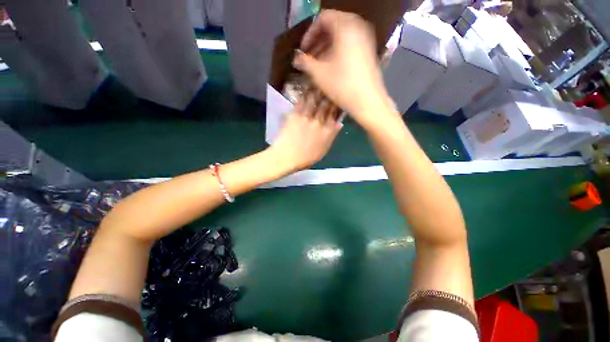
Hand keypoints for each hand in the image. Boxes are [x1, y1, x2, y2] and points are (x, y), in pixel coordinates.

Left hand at [269, 91, 342, 172]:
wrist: (286, 157)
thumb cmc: (305, 158)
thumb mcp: (323, 151)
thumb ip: (331, 136)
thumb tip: (339, 124)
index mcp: (327, 131)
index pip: (335, 114)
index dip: (338, 103)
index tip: (339, 96)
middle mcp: (319, 122)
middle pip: (327, 104)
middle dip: (330, 92)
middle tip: (332, 83)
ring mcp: (307, 117)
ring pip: (315, 99)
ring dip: (319, 88)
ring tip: (322, 80)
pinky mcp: (295, 114)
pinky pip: (302, 101)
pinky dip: (306, 92)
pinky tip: (309, 85)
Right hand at [292, 10, 394, 128]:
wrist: (368, 101)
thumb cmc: (342, 85)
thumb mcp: (319, 74)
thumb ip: (305, 62)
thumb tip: (296, 59)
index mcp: (345, 26)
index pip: (323, 18)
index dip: (309, 33)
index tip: (303, 49)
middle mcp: (358, 27)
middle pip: (333, 27)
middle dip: (318, 42)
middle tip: (309, 57)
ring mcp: (365, 40)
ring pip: (341, 37)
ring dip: (326, 48)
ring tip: (318, 65)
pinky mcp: (368, 52)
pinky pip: (350, 46)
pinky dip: (338, 52)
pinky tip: (331, 68)